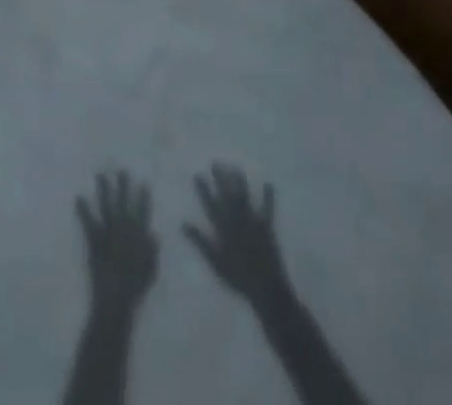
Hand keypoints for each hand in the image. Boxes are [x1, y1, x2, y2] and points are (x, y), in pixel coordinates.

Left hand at [76, 170, 158, 315]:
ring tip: (100, 175)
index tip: (144, 183)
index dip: (143, 198)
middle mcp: (123, 227)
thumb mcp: (150, 270)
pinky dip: (82, 209)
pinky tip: (78, 197)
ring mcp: (108, 231)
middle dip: (123, 185)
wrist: (116, 297)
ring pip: (106, 205)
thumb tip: (153, 233)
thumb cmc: (135, 287)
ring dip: (103, 189)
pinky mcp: (94, 238)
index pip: (143, 211)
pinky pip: (88, 220)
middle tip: (121, 171)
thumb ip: (152, 250)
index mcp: (138, 235)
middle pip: (123, 202)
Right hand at [183, 165, 290, 302]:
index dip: (204, 189)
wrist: (265, 289)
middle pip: (227, 195)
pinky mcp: (267, 228)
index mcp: (223, 228)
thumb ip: (199, 241)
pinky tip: (269, 183)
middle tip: (215, 162)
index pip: (210, 204)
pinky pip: (268, 210)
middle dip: (221, 178)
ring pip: (244, 197)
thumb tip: (183, 223)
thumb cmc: (237, 277)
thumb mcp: (214, 262)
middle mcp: (237, 220)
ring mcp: (253, 222)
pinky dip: (268, 197)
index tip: (198, 174)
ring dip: (240, 182)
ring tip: (235, 167)